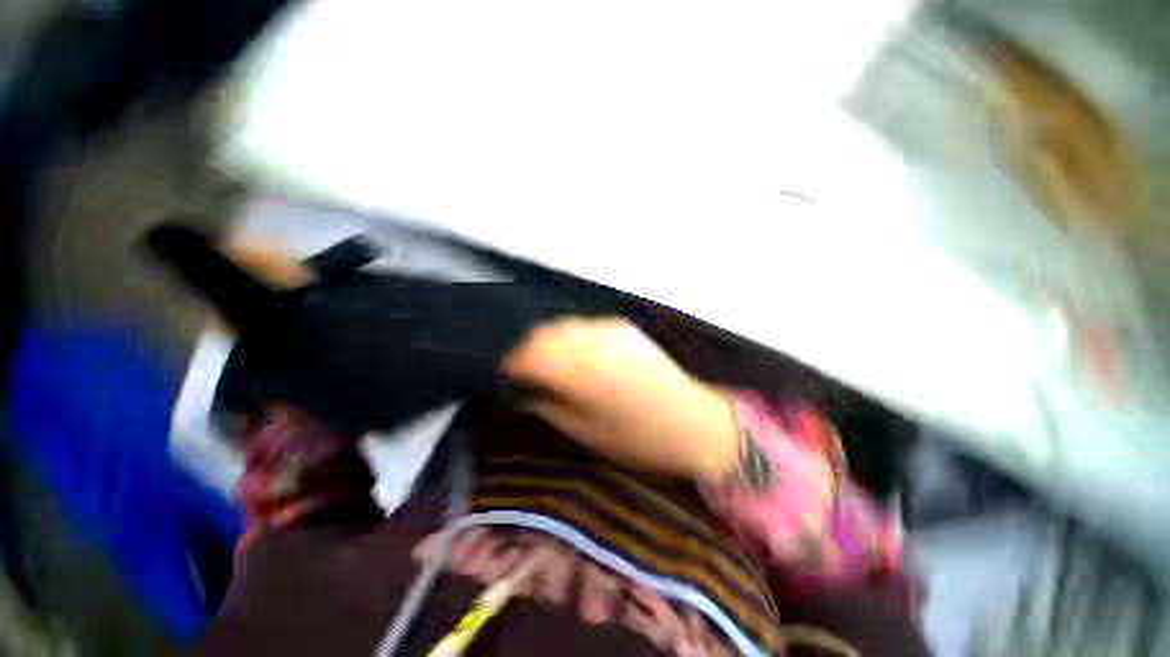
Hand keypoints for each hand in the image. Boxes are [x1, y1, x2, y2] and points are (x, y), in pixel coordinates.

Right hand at [503, 317, 740, 482]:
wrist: (695, 423)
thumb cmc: (638, 440)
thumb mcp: (583, 431)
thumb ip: (545, 402)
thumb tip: (520, 385)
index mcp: (582, 370)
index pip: (527, 353)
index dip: (507, 363)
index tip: (499, 375)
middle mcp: (593, 339)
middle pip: (540, 333)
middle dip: (522, 349)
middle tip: (517, 369)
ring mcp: (610, 327)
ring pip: (559, 325)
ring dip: (543, 340)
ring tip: (540, 360)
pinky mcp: (621, 325)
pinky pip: (581, 324)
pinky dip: (566, 336)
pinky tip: (569, 352)